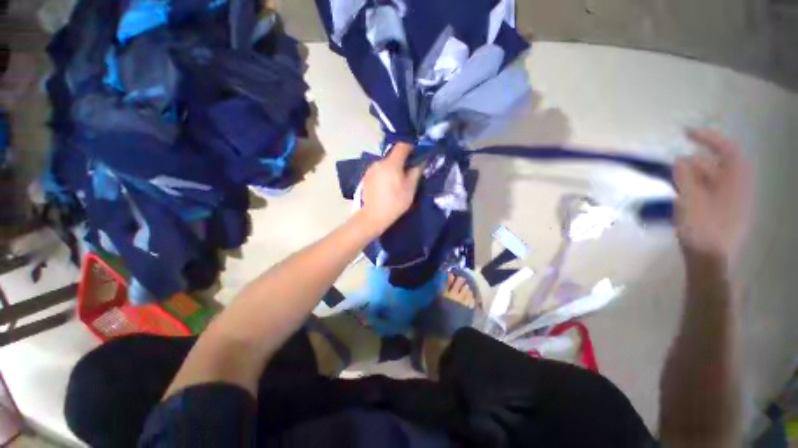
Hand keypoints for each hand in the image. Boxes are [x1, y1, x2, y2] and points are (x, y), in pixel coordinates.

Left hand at [359, 143, 422, 234]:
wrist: (373, 216)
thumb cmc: (395, 202)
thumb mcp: (410, 188)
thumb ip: (416, 171)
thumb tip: (420, 161)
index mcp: (391, 163)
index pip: (402, 146)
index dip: (411, 148)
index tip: (417, 155)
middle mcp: (379, 162)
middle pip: (393, 156)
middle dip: (402, 161)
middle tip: (408, 173)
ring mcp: (370, 169)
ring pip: (385, 164)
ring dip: (393, 168)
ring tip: (397, 182)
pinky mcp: (366, 177)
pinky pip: (379, 171)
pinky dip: (385, 174)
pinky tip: (386, 187)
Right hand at [673, 129, 752, 263]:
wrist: (709, 262)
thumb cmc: (701, 230)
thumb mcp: (690, 202)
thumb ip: (686, 178)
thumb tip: (681, 160)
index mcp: (735, 183)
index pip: (727, 150)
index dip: (708, 138)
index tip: (685, 134)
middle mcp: (738, 188)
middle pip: (718, 165)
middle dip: (695, 163)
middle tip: (672, 168)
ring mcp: (732, 202)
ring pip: (712, 179)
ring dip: (693, 177)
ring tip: (673, 183)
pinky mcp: (724, 213)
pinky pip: (710, 191)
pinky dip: (696, 188)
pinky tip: (682, 197)